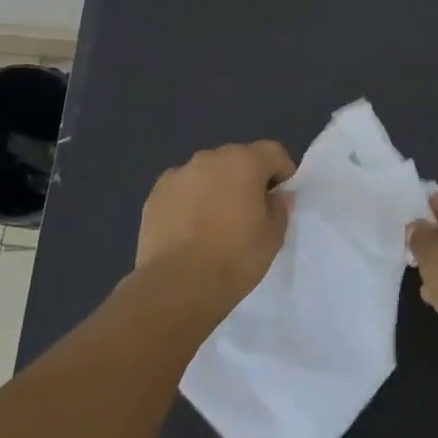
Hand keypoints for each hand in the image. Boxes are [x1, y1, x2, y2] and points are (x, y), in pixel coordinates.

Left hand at [135, 141, 295, 301]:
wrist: (177, 285)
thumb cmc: (235, 258)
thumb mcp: (273, 236)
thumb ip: (279, 208)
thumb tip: (276, 196)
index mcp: (243, 162)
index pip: (272, 151)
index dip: (282, 170)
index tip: (281, 196)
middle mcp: (209, 159)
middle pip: (237, 159)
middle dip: (246, 178)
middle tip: (249, 211)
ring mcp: (178, 175)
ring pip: (206, 174)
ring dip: (216, 188)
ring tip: (216, 223)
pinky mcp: (155, 195)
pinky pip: (182, 190)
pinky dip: (190, 201)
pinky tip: (190, 230)